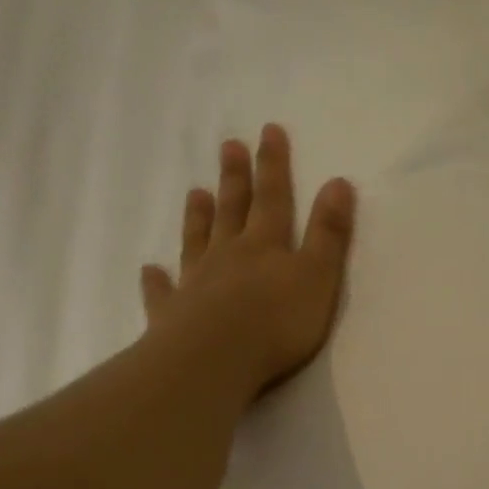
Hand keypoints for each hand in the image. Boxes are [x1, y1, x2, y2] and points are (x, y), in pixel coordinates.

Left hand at [140, 124, 356, 400]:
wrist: (216, 359)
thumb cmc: (277, 323)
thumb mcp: (318, 277)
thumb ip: (329, 233)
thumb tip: (338, 182)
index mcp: (266, 246)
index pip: (274, 198)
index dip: (274, 165)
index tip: (268, 130)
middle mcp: (228, 256)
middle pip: (233, 210)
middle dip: (235, 178)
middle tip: (229, 145)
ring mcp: (196, 283)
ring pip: (197, 242)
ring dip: (199, 217)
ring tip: (196, 192)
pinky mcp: (172, 314)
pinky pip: (163, 292)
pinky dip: (157, 280)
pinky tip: (150, 270)